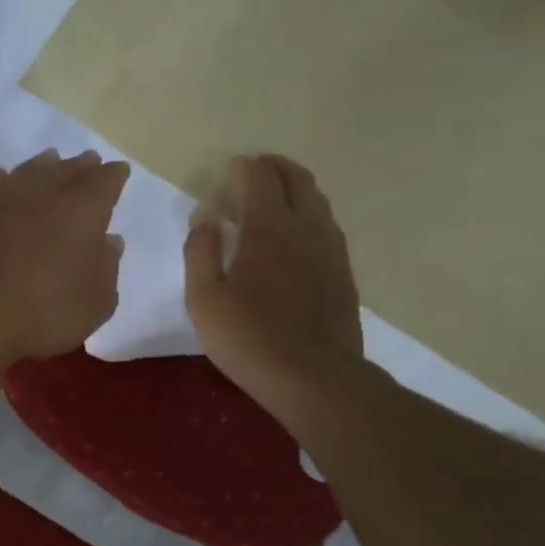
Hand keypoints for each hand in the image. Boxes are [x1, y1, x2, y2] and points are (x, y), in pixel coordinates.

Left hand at [0, 149, 128, 360]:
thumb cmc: (43, 312)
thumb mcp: (94, 304)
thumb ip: (107, 269)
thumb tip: (110, 242)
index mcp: (84, 209)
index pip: (106, 181)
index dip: (113, 176)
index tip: (117, 173)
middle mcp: (44, 190)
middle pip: (68, 169)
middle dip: (80, 166)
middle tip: (87, 162)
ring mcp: (1, 193)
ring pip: (29, 169)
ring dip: (43, 166)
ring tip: (49, 163)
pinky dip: (1, 181)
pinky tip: (1, 184)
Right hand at [184, 153, 364, 420]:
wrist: (313, 377)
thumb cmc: (247, 338)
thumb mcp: (204, 299)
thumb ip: (200, 251)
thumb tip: (205, 215)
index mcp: (268, 228)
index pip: (260, 177)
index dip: (243, 168)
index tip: (228, 171)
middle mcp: (306, 227)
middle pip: (297, 179)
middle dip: (274, 167)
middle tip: (254, 171)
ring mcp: (331, 249)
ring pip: (318, 200)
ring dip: (295, 188)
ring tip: (275, 197)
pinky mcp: (343, 272)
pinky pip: (327, 226)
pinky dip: (309, 215)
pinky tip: (297, 236)